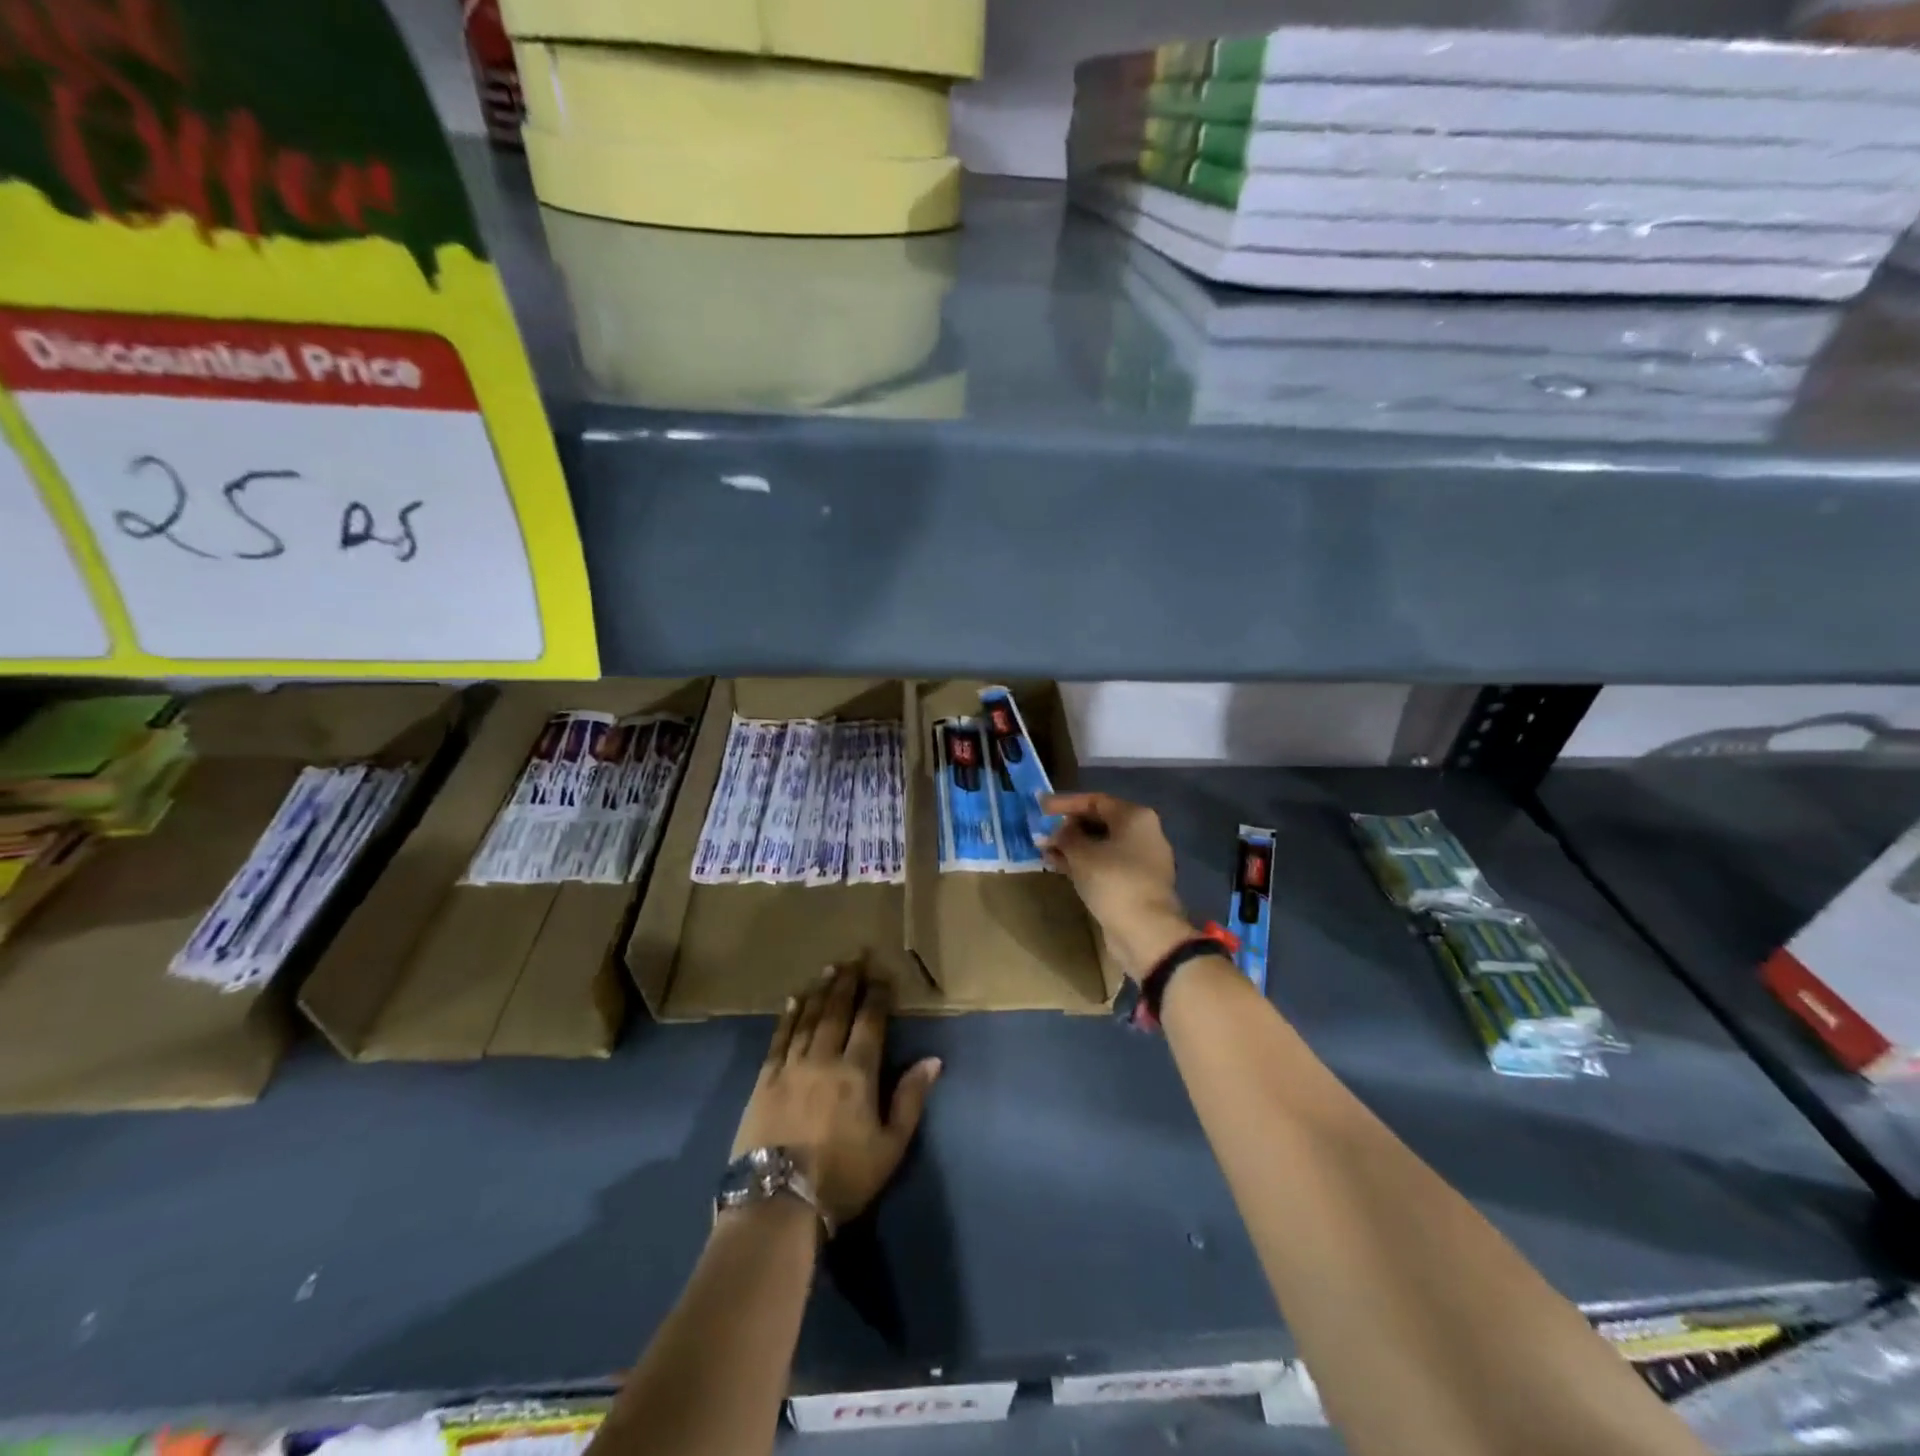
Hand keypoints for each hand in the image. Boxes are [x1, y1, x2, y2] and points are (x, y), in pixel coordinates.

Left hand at [731, 964, 941, 1229]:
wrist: (777, 1203)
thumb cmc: (842, 1177)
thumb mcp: (890, 1146)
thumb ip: (910, 1099)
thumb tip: (933, 1060)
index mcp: (858, 1072)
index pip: (870, 1022)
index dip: (877, 996)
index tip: (882, 975)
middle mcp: (824, 1058)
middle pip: (837, 1011)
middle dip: (848, 983)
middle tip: (854, 957)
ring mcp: (791, 1066)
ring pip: (809, 1018)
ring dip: (821, 992)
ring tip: (829, 969)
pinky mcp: (764, 1080)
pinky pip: (779, 1039)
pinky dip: (788, 1017)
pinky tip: (793, 1001)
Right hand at [1041, 792, 1194, 980]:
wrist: (1145, 931)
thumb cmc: (1113, 881)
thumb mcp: (1081, 854)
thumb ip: (1065, 836)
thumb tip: (1057, 832)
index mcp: (1135, 817)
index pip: (1095, 800)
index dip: (1065, 803)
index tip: (1040, 808)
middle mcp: (1143, 833)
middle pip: (1100, 822)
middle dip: (1068, 827)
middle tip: (1043, 833)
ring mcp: (1142, 860)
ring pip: (1101, 845)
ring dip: (1073, 847)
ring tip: (1045, 852)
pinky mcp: (1136, 883)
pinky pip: (1106, 864)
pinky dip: (1085, 863)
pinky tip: (1060, 867)